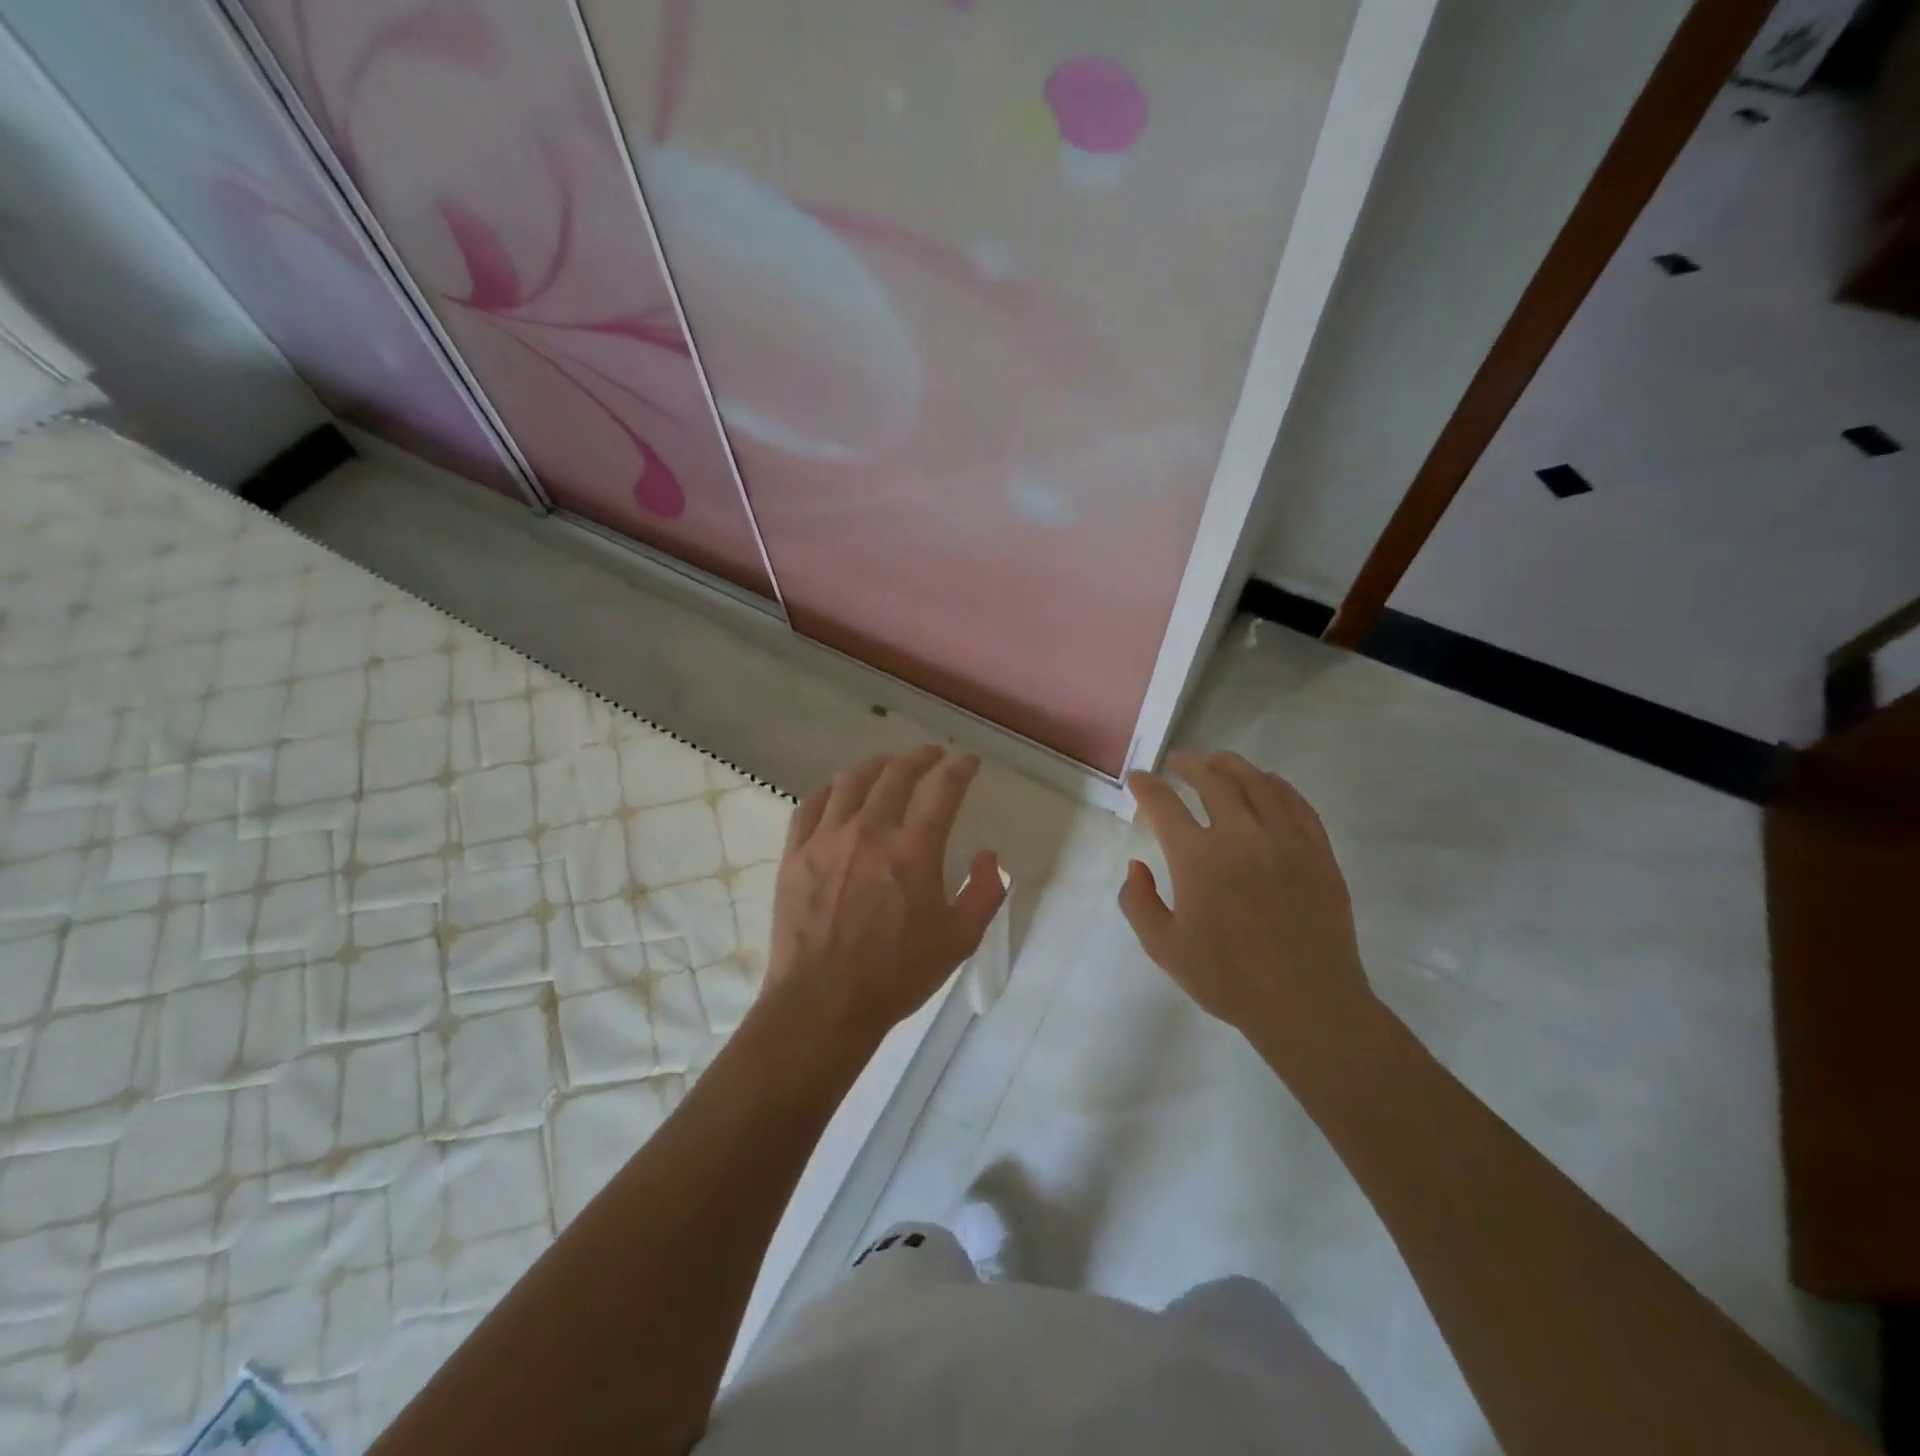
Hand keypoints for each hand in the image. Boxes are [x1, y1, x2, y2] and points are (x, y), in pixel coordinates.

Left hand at [766, 746, 1005, 1039]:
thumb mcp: (960, 940)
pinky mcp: (796, 854)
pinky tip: (839, 793)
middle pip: (896, 773)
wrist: (823, 1004)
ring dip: (877, 766)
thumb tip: (986, 855)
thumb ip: (984, 892)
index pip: (942, 788)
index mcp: (914, 850)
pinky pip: (811, 804)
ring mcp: (827, 839)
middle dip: (920, 757)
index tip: (968, 762)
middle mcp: (870, 831)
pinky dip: (831, 790)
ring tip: (888, 767)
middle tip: (932, 756)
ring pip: (852, 781)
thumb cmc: (896, 975)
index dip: (959, 768)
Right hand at [1120, 752, 1373, 1063]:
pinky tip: (1266, 784)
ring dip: (1230, 766)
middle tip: (1177, 764)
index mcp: (1198, 858)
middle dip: (1189, 765)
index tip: (1138, 780)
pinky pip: (1296, 802)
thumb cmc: (1229, 980)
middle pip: (1212, 779)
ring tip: (1217, 764)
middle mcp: (1240, 835)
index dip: (1146, 786)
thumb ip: (1138, 902)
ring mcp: (1285, 839)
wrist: (1308, 1004)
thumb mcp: (1164, 948)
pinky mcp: (1317, 851)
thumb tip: (1137, 866)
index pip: (1164, 804)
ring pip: (1256, 782)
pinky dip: (1275, 785)